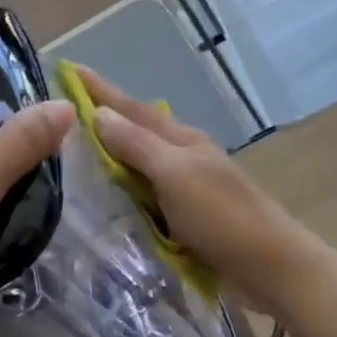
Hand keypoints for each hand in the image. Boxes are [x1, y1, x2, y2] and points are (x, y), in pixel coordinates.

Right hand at [78, 67, 314, 307]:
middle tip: (65, 110)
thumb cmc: (222, 217)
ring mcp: (187, 186)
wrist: (272, 267)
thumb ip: (137, 145)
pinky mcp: (187, 215)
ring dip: (113, 150)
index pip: (132, 107)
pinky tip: (109, 194)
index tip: (70, 68)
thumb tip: (98, 113)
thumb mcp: (176, 175)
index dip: (100, 89)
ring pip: (141, 160)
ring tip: (79, 147)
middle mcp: (183, 156)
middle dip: (104, 115)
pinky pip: (146, 192)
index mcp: (182, 139)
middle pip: (137, 128)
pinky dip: (125, 186)